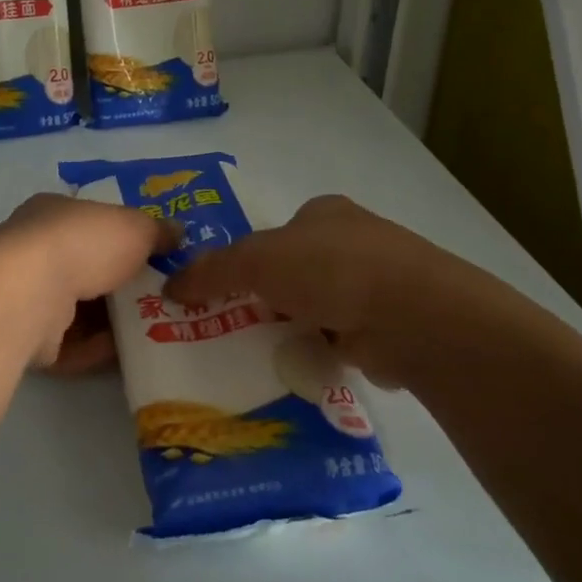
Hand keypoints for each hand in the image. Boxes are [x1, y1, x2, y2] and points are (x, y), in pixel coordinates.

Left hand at [0, 194, 171, 373]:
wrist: (31, 293)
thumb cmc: (84, 243)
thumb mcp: (136, 226)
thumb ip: (158, 231)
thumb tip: (177, 233)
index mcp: (53, 214)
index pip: (90, 224)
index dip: (122, 238)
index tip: (154, 257)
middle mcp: (33, 253)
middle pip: (86, 270)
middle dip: (121, 285)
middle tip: (160, 298)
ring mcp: (27, 297)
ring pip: (78, 311)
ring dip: (113, 322)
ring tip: (154, 330)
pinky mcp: (26, 339)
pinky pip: (70, 345)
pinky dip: (98, 349)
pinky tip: (129, 354)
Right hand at [163, 195, 444, 387]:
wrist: (412, 315)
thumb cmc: (329, 270)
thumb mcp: (257, 261)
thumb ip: (213, 271)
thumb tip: (169, 285)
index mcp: (325, 214)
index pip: (278, 234)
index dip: (250, 260)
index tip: (225, 291)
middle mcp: (354, 242)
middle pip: (297, 272)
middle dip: (269, 298)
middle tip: (233, 327)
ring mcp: (377, 284)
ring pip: (319, 307)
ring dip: (295, 328)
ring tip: (259, 355)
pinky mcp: (390, 325)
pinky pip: (341, 339)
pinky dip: (321, 352)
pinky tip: (300, 368)